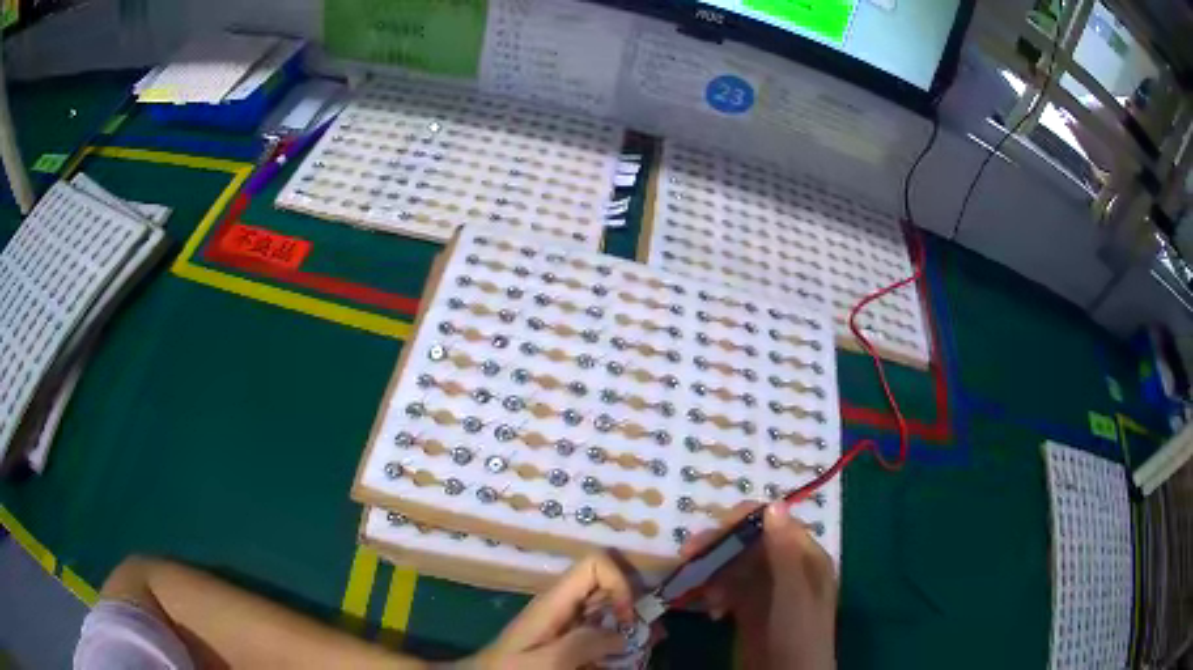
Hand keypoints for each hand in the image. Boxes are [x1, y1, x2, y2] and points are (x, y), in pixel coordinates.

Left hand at [469, 553, 637, 668]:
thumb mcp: (547, 661)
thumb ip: (583, 644)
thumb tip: (622, 634)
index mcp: (555, 601)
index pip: (595, 563)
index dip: (619, 582)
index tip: (627, 617)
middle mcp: (564, 605)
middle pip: (607, 585)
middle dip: (634, 605)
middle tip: (649, 635)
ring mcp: (566, 622)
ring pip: (608, 608)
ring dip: (630, 625)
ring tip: (647, 645)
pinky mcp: (566, 639)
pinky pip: (599, 630)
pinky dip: (618, 640)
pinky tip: (626, 657)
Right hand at [681, 502, 836, 669]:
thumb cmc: (798, 634)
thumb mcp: (793, 593)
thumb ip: (783, 551)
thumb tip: (773, 504)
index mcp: (805, 557)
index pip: (774, 523)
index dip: (744, 521)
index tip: (714, 530)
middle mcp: (787, 567)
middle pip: (750, 543)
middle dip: (720, 546)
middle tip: (689, 554)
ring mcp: (767, 590)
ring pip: (735, 566)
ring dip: (714, 572)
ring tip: (698, 590)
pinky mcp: (750, 609)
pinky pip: (728, 590)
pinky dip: (715, 594)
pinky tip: (710, 611)